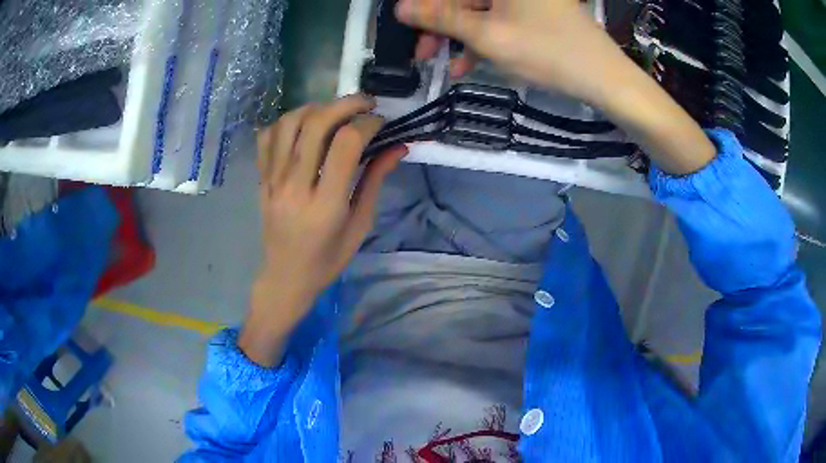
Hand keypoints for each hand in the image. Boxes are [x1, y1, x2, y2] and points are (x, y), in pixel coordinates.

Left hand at [239, 95, 405, 366]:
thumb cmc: (328, 258)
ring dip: (315, 108)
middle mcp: (294, 186)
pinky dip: (285, 122)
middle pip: (316, 124)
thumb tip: (397, 147)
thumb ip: (375, 181)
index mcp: (325, 204)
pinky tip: (302, 127)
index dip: (367, 124)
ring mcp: (272, 180)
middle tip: (365, 103)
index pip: (346, 144)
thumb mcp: (360, 225)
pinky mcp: (261, 179)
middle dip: (345, 104)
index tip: (380, 123)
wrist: (286, 276)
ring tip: (334, 112)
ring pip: (289, 123)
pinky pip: (267, 137)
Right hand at [397, 0, 615, 101]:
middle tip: (424, 53)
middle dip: (441, 25)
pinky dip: (484, 40)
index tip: (408, 27)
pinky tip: (472, 63)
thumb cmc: (546, 51)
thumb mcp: (487, 34)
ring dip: (460, 37)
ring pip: (480, 11)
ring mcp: (527, 0)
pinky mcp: (535, 13)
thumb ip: (441, 18)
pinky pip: (500, 21)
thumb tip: (401, 7)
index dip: (425, 6)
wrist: (604, 77)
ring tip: (446, 65)